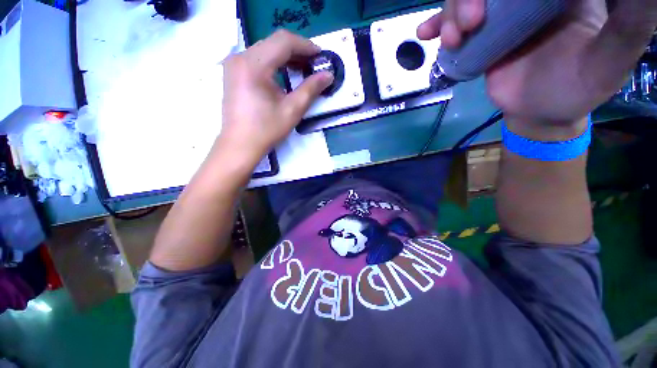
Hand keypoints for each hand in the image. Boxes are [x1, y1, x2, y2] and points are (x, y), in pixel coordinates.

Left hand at [219, 30, 333, 164]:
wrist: (240, 145)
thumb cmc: (266, 130)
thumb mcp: (292, 110)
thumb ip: (311, 89)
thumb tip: (328, 75)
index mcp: (254, 65)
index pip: (283, 41)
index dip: (305, 46)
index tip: (321, 56)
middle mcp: (240, 57)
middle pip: (274, 42)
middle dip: (297, 50)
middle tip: (314, 64)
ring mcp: (234, 64)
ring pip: (266, 49)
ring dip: (286, 56)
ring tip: (303, 69)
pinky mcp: (234, 72)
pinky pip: (257, 58)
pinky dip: (274, 63)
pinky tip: (285, 74)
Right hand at [418, 0, 656, 137]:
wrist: (540, 113)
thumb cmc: (578, 90)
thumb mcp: (611, 60)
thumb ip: (628, 23)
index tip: (499, 0)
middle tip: (471, 22)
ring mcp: (500, 15)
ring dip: (452, 12)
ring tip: (455, 39)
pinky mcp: (480, 37)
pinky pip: (454, 25)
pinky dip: (437, 25)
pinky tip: (427, 33)